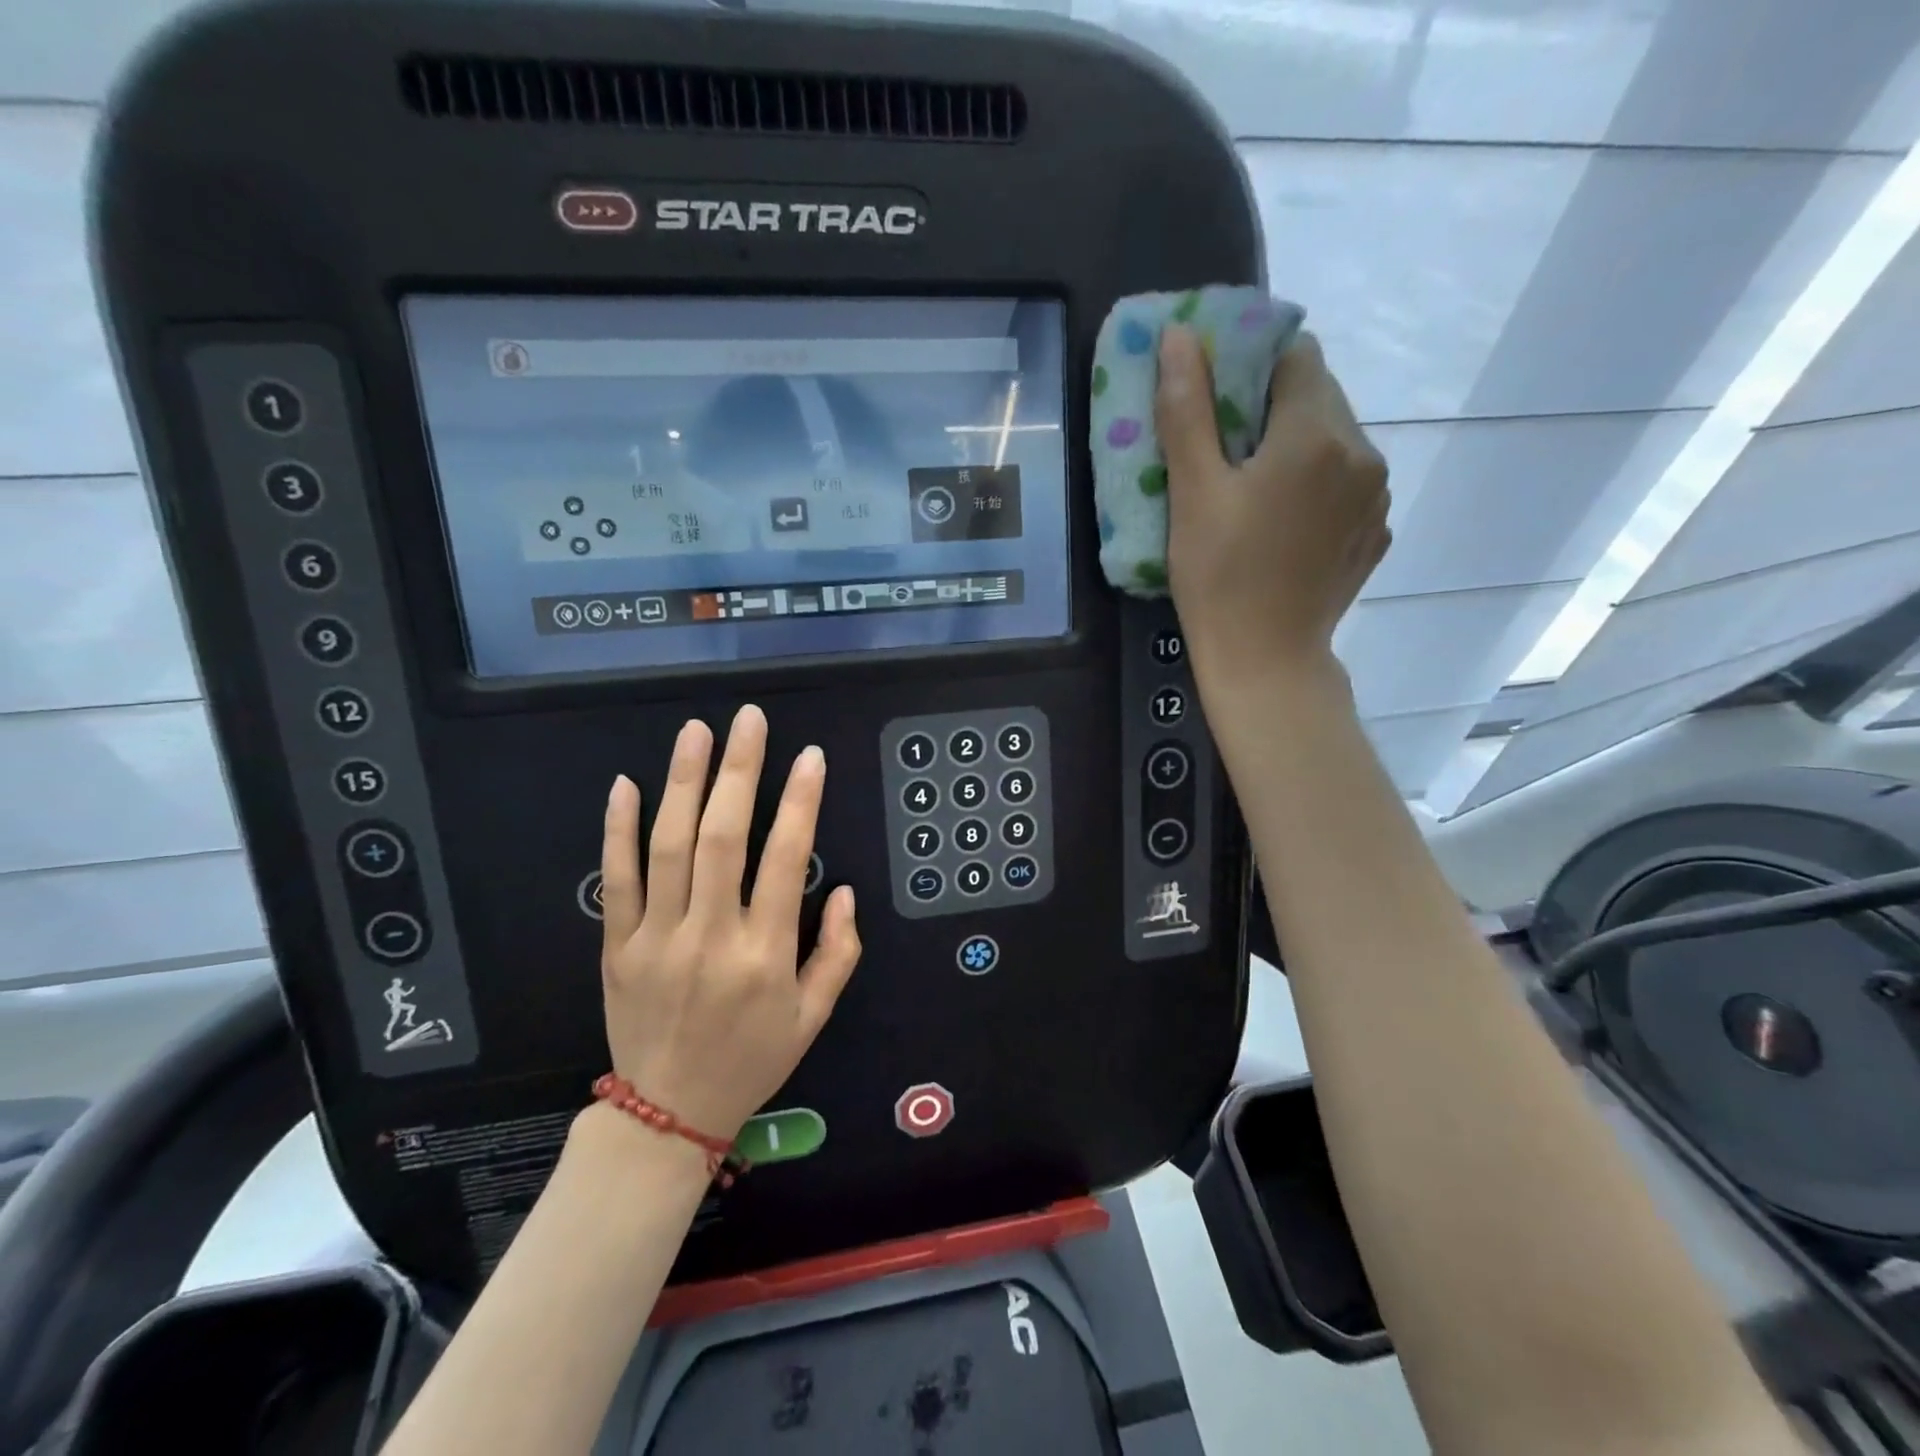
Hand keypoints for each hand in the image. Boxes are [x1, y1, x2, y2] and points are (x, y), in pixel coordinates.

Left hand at [597, 704, 861, 1140]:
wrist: (667, 1114)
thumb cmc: (752, 1060)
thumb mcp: (814, 1017)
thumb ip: (839, 952)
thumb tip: (846, 891)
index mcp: (765, 954)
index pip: (787, 860)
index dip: (800, 802)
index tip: (810, 757)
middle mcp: (711, 937)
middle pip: (723, 838)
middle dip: (739, 771)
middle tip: (749, 720)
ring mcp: (657, 939)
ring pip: (669, 847)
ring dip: (683, 783)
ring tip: (696, 732)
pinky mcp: (617, 946)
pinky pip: (616, 880)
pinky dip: (618, 831)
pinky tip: (626, 785)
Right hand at [1157, 326, 1390, 687]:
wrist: (1265, 659)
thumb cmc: (1218, 577)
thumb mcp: (1192, 493)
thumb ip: (1187, 410)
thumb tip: (1180, 335)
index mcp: (1316, 434)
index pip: (1295, 356)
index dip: (1252, 366)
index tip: (1216, 401)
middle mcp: (1362, 452)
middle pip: (1319, 396)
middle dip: (1272, 407)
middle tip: (1224, 451)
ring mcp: (1377, 496)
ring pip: (1336, 439)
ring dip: (1297, 445)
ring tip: (1254, 490)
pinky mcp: (1376, 531)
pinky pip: (1348, 482)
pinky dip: (1317, 484)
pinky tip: (1283, 523)